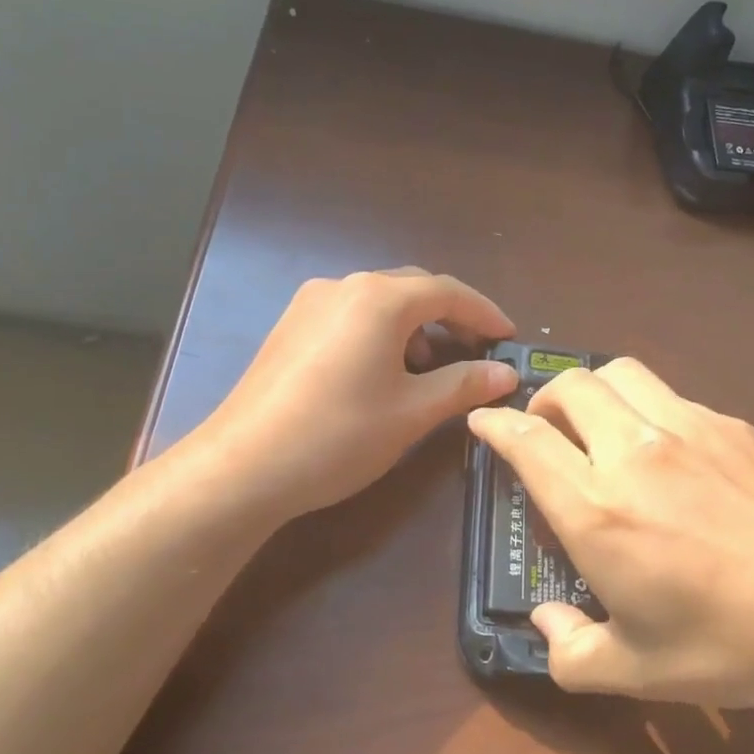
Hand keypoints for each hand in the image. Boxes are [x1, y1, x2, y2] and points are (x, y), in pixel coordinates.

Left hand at [179, 268, 517, 521]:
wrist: (243, 467)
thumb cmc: (340, 435)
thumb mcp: (413, 412)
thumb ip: (464, 384)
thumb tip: (505, 373)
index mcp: (380, 299)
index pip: (448, 292)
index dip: (485, 313)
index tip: (510, 338)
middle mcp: (344, 286)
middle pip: (413, 290)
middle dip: (451, 318)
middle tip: (477, 354)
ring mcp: (311, 304)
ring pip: (380, 304)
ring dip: (415, 328)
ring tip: (432, 371)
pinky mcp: (290, 327)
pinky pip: (351, 317)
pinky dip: (382, 334)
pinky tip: (386, 373)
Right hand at [467, 358, 753, 721]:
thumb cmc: (731, 644)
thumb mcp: (636, 670)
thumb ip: (571, 652)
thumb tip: (544, 625)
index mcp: (597, 509)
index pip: (526, 442)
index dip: (495, 426)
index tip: (483, 423)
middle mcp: (634, 451)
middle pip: (570, 386)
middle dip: (543, 399)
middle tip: (545, 429)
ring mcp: (688, 427)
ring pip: (620, 373)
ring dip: (594, 389)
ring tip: (600, 425)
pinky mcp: (732, 423)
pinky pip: (671, 395)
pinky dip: (646, 407)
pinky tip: (668, 450)